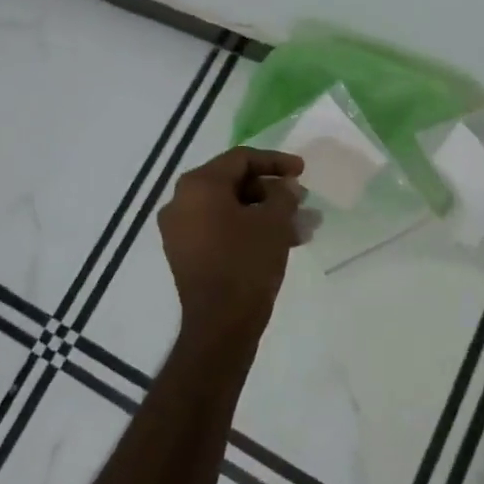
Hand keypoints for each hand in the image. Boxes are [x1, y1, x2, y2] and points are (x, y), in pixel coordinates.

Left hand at [158, 147, 305, 353]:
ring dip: (265, 213)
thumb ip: (283, 194)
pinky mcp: (185, 253)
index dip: (276, 161)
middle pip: (234, 182)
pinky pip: (220, 229)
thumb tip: (285, 185)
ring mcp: (179, 229)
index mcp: (199, 185)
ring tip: (301, 227)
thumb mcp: (274, 222)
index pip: (241, 159)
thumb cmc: (247, 263)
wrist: (220, 325)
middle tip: (302, 201)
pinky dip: (248, 229)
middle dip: (272, 191)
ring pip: (230, 209)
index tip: (303, 171)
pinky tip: (282, 242)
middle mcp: (181, 201)